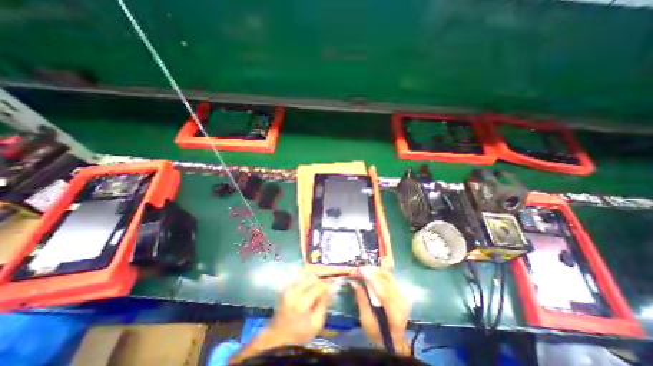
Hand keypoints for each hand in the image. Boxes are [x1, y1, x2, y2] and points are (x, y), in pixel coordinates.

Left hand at [227, 276, 331, 363]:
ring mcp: (288, 289)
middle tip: (324, 288)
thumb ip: (323, 305)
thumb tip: (328, 291)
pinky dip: (306, 283)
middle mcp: (294, 292)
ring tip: (316, 290)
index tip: (332, 286)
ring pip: (305, 278)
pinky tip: (308, 291)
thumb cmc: (299, 333)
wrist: (278, 336)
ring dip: (312, 282)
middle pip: (311, 278)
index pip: (318, 286)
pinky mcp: (285, 289)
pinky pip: (299, 280)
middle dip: (320, 282)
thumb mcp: (316, 323)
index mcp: (302, 302)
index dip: (327, 285)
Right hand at [349, 268, 408, 353]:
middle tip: (359, 269)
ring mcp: (404, 296)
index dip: (371, 277)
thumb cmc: (378, 333)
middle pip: (386, 279)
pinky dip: (380, 274)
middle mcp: (402, 301)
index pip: (382, 290)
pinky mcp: (402, 293)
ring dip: (375, 270)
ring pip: (389, 276)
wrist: (394, 340)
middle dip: (372, 271)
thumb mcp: (366, 320)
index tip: (359, 270)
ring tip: (364, 270)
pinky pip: (390, 278)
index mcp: (394, 313)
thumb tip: (354, 282)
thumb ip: (361, 300)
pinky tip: (372, 273)